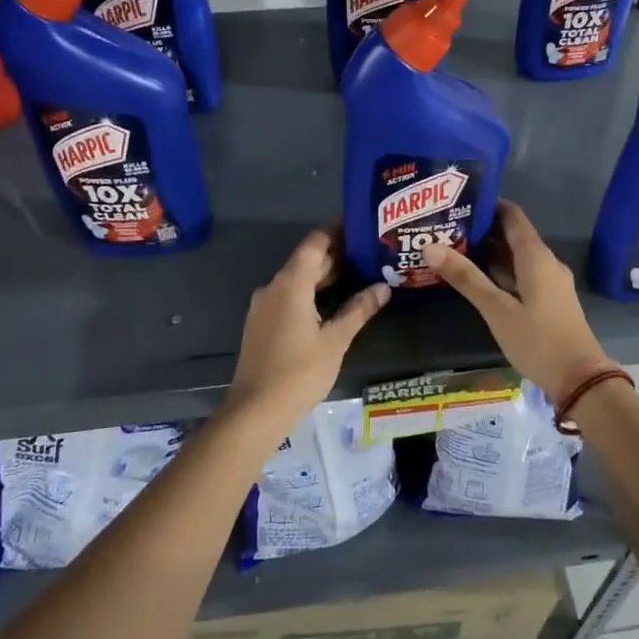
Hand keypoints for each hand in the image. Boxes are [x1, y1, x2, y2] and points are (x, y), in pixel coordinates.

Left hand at [226, 229, 389, 428]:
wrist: (255, 411)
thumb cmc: (299, 372)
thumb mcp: (335, 341)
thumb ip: (359, 310)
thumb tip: (383, 287)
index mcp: (290, 284)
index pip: (315, 243)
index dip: (336, 232)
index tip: (361, 226)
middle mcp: (273, 287)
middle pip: (306, 261)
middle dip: (336, 256)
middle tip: (370, 254)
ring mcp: (263, 307)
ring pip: (297, 281)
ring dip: (324, 277)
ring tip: (359, 277)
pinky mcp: (261, 324)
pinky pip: (289, 297)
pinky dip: (311, 294)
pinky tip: (332, 305)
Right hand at [424, 200, 607, 399]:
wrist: (580, 379)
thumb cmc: (538, 340)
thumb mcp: (497, 310)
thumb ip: (466, 278)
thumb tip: (430, 246)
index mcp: (536, 257)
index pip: (512, 216)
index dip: (489, 205)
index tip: (459, 201)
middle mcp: (546, 262)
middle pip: (513, 235)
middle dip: (482, 230)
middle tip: (446, 228)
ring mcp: (550, 282)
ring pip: (516, 258)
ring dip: (489, 253)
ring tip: (453, 250)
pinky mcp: (549, 300)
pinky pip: (522, 275)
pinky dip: (500, 272)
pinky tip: (477, 280)